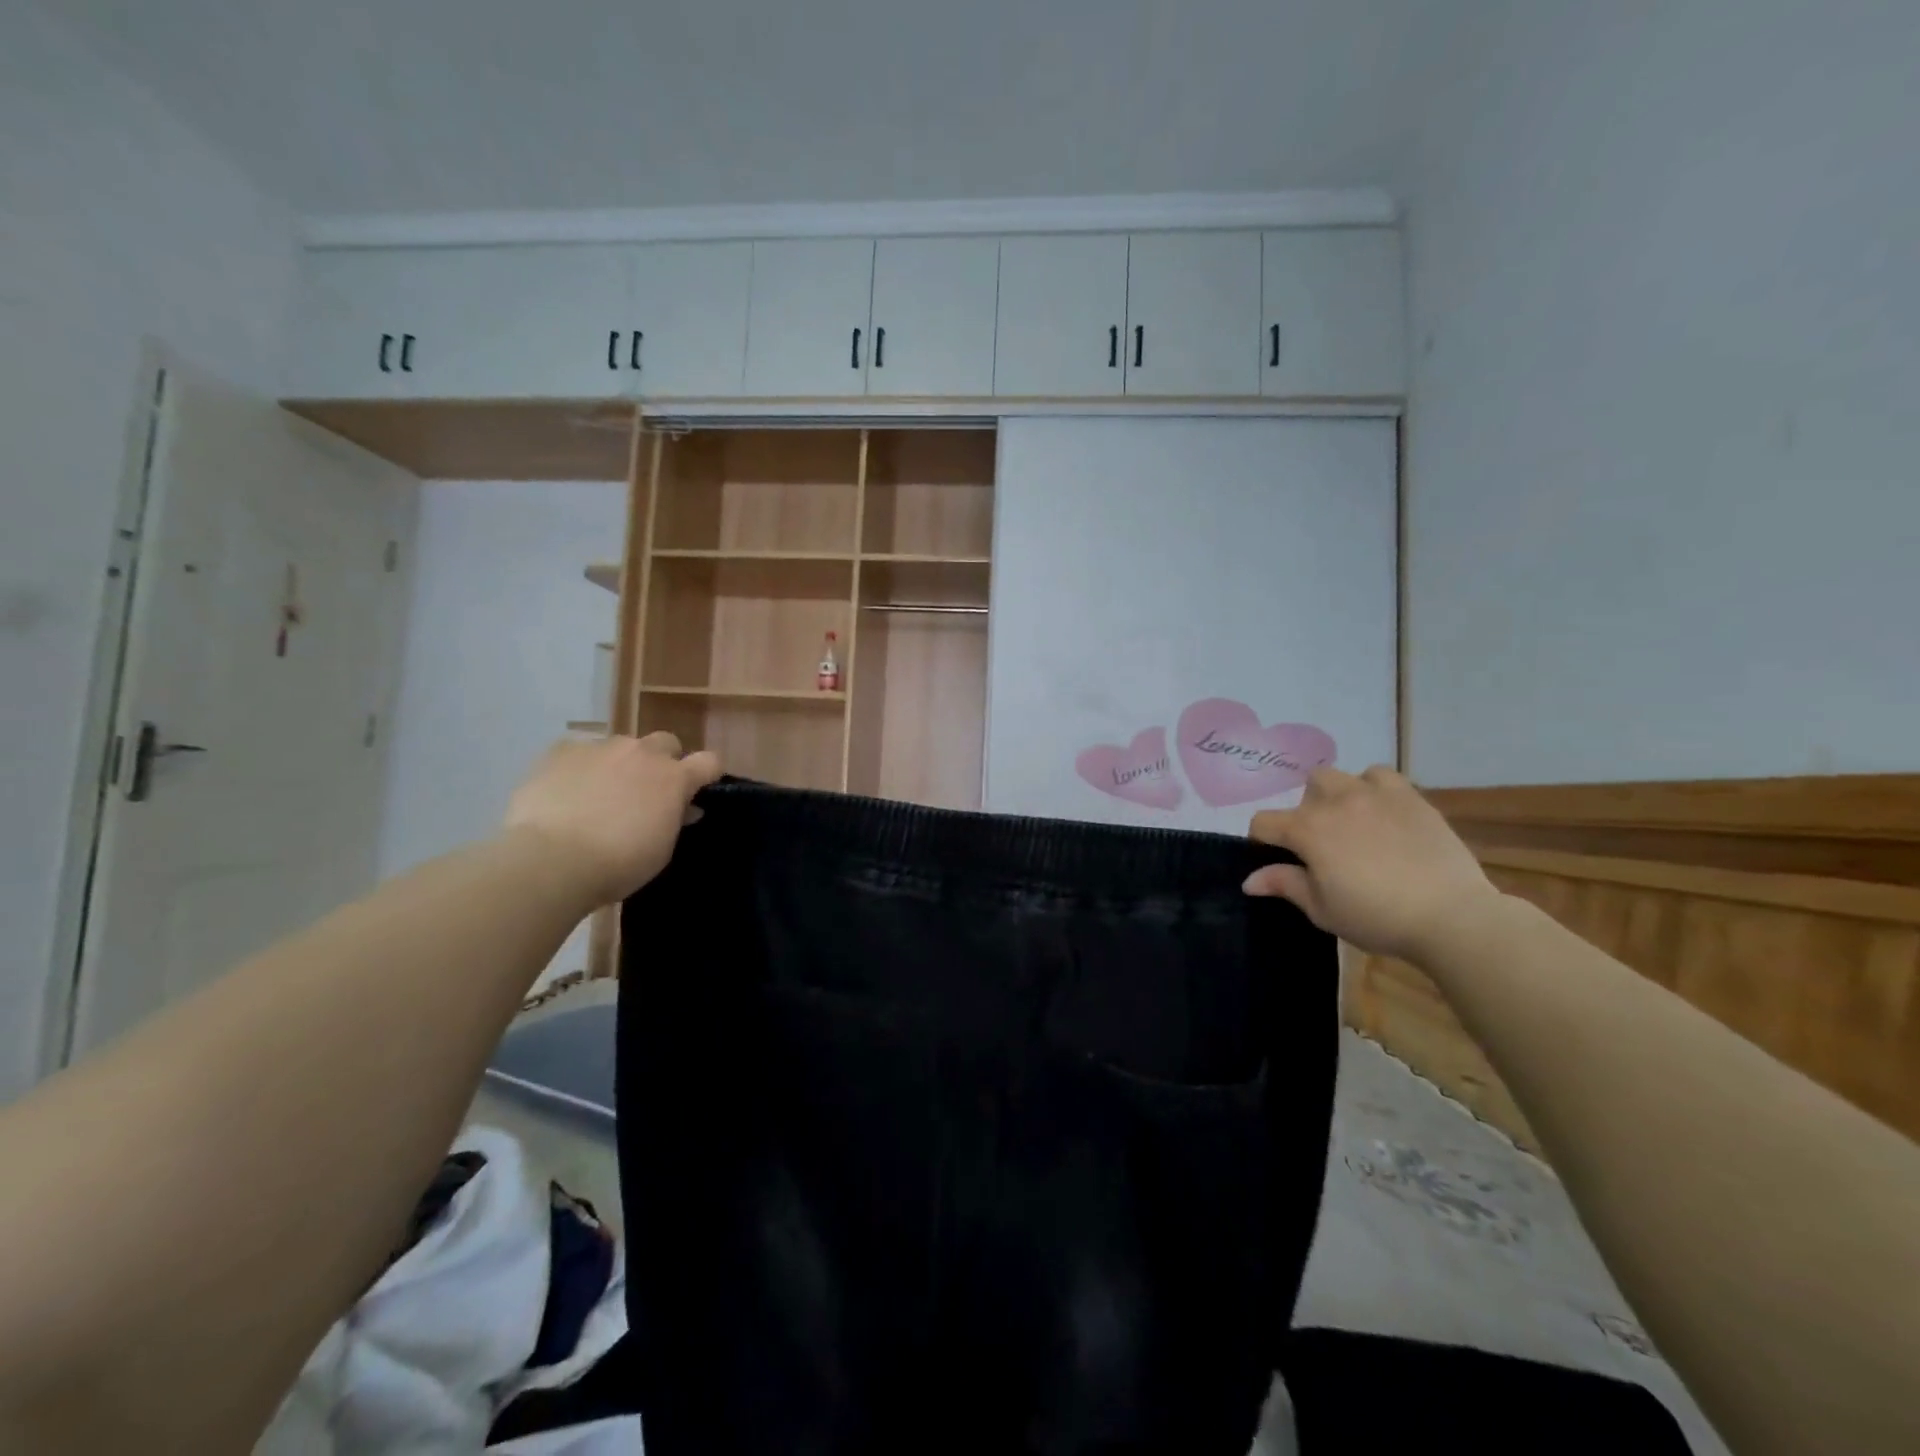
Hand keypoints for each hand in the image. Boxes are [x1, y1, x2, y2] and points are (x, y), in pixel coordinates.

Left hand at [503, 732, 720, 907]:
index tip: (700, 788)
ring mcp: (600, 748)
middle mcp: (642, 753)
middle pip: (665, 742)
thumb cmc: (617, 864)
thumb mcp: (661, 850)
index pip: (709, 761)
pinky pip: (578, 751)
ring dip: (619, 764)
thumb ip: (675, 821)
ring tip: (599, 794)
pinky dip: (579, 767)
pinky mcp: (561, 751)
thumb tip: (685, 809)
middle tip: (647, 791)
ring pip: (620, 746)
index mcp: (674, 778)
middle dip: (662, 761)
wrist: (551, 860)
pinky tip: (566, 791)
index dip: (707, 773)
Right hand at [1242, 765, 1504, 963]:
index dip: (1262, 841)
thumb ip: (1284, 885)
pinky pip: (1380, 776)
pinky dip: (1373, 788)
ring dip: (1337, 795)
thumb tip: (1248, 880)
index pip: (1264, 823)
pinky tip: (1382, 812)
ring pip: (1339, 777)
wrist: (1450, 916)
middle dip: (1306, 811)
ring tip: (1352, 822)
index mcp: (1307, 830)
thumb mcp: (1322, 909)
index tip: (1275, 859)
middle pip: (1306, 790)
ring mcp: (1374, 794)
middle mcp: (1335, 802)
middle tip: (1322, 843)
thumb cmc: (1377, 917)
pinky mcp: (1409, 796)